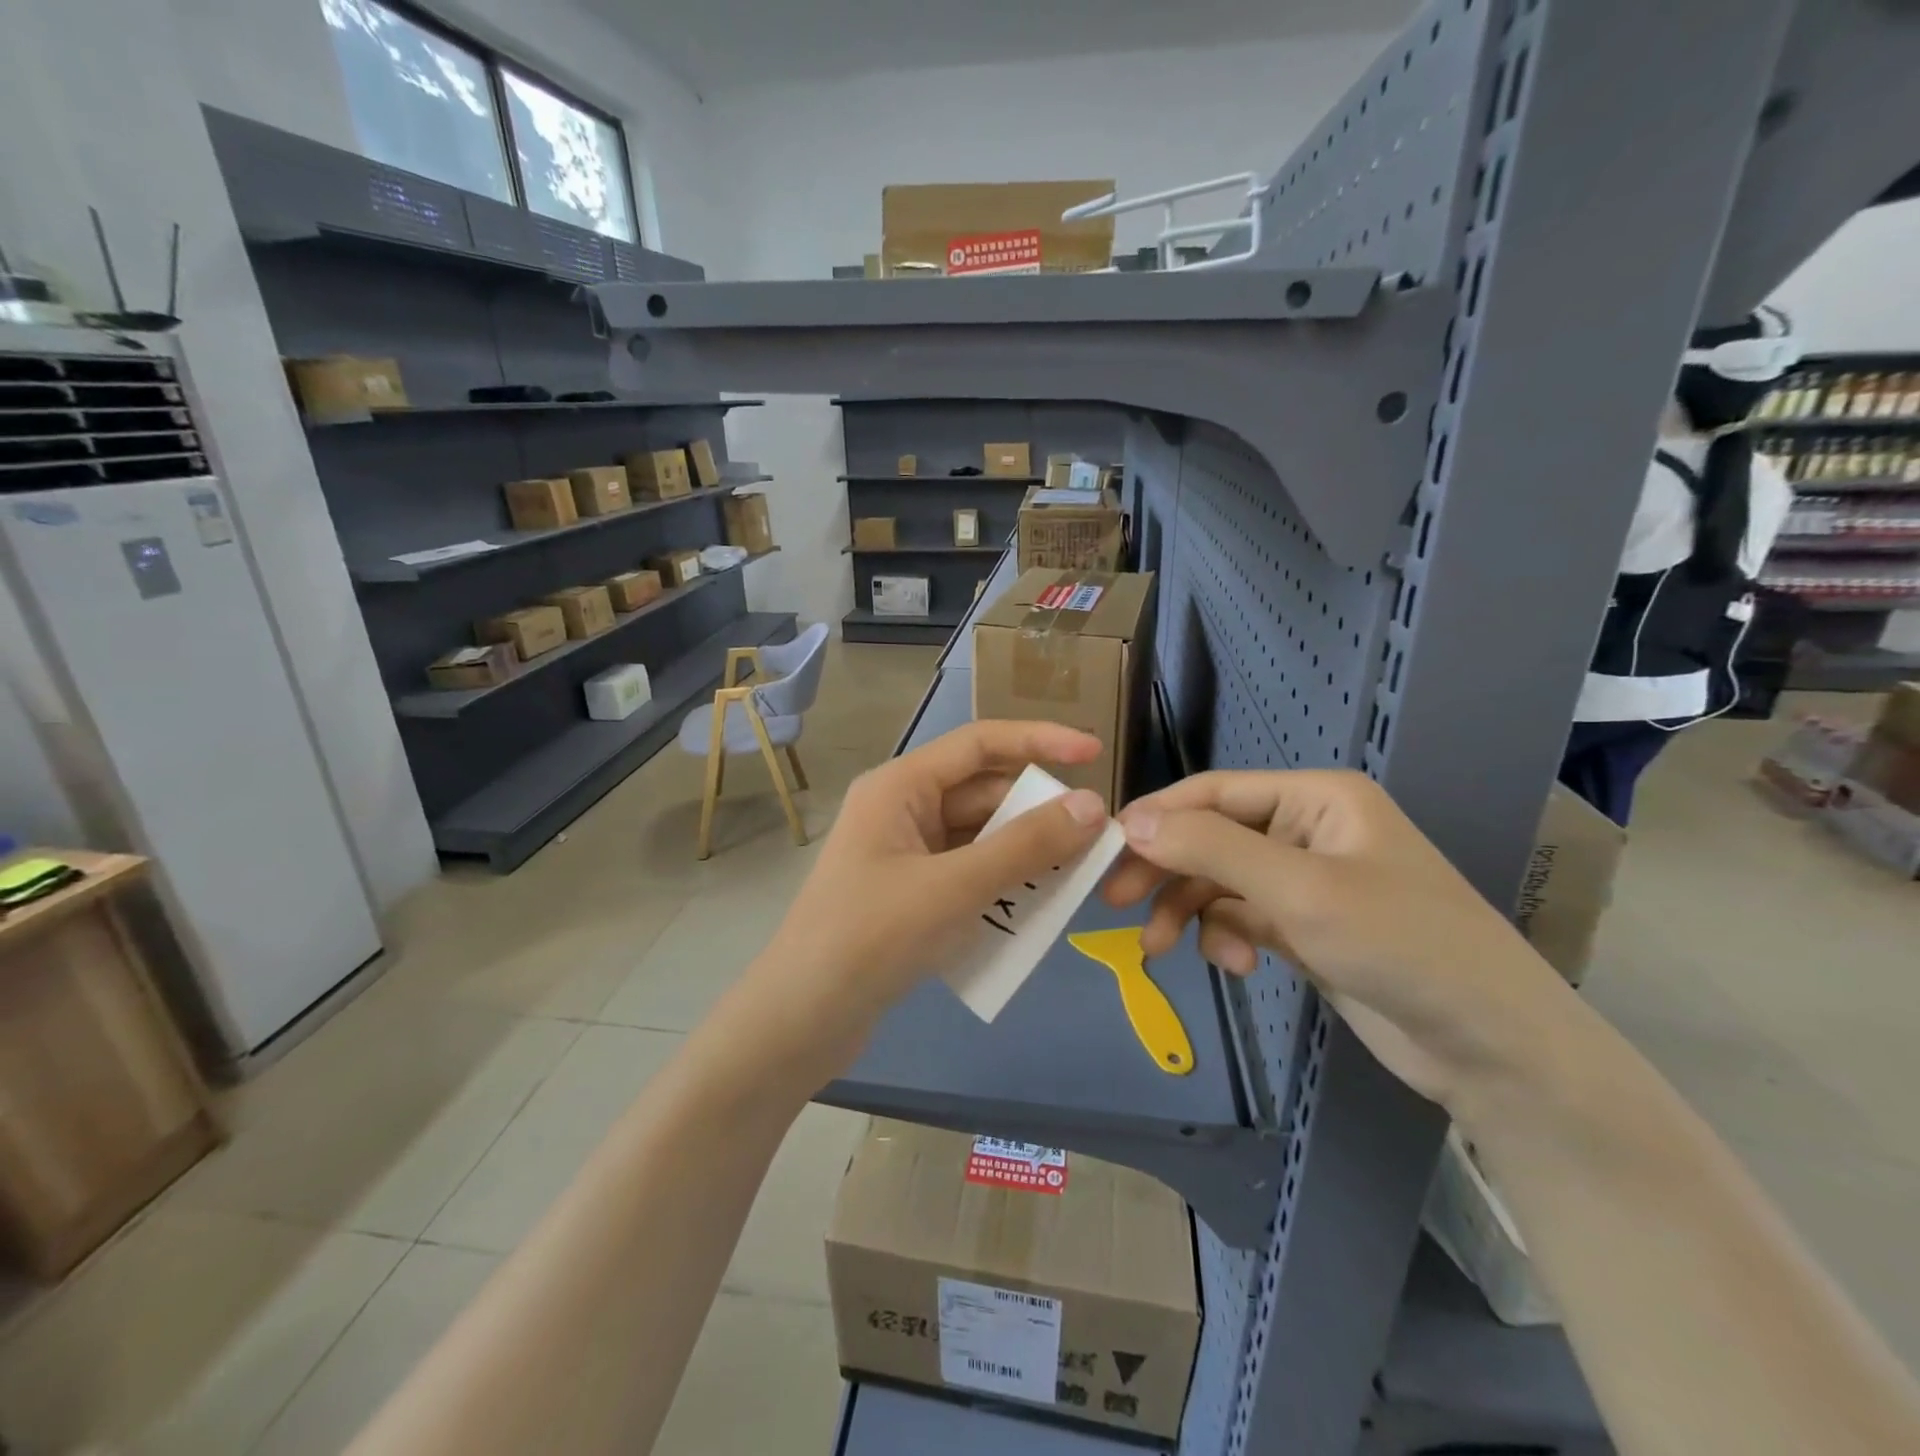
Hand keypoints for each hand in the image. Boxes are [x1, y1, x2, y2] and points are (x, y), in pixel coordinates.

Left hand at [754, 720, 1108, 1071]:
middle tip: (1095, 835)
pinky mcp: (910, 895)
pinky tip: (1033, 908)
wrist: (801, 1021)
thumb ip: (1025, 845)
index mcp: (900, 787)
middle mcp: (901, 810)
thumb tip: (1092, 805)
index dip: (1039, 741)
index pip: (980, 744)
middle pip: (983, 793)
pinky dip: (1001, 884)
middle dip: (1038, 811)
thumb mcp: (954, 888)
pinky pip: (968, 873)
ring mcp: (904, 854)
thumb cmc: (871, 938)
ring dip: (1024, 852)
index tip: (1095, 752)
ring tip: (1076, 874)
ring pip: (979, 837)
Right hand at [1103, 769, 1570, 1110]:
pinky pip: (1243, 917)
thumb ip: (1211, 849)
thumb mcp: (1298, 890)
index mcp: (1315, 798)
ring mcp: (1308, 881)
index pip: (1213, 793)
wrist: (1493, 1047)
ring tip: (1160, 949)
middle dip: (1166, 869)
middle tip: (1114, 901)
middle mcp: (1307, 829)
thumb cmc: (1401, 945)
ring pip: (1221, 881)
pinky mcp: (1307, 927)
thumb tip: (1132, 821)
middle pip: (1211, 837)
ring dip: (1191, 911)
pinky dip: (1227, 936)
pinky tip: (1235, 965)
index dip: (1157, 816)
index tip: (1104, 849)